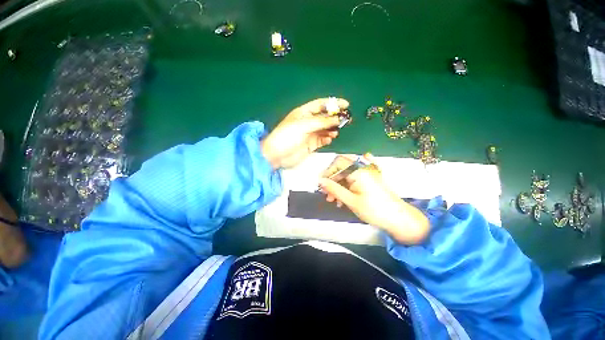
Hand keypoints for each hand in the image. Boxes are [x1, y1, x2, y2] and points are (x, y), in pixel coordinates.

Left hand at [261, 98, 348, 168]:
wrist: (277, 155)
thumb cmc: (287, 136)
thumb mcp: (304, 125)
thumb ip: (321, 122)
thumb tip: (338, 118)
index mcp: (304, 113)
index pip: (321, 104)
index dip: (333, 103)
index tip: (346, 105)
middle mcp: (308, 122)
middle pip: (325, 117)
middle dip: (335, 117)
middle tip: (347, 120)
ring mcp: (310, 134)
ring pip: (325, 129)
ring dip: (332, 129)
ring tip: (337, 131)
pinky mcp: (311, 144)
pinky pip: (322, 139)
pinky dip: (327, 138)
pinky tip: (330, 139)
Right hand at [318, 155, 429, 244]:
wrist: (399, 219)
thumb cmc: (375, 210)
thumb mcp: (351, 200)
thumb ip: (334, 189)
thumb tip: (320, 181)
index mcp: (358, 171)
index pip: (338, 163)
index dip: (327, 172)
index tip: (321, 185)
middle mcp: (363, 168)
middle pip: (341, 168)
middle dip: (332, 181)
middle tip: (327, 195)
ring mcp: (367, 174)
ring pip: (346, 175)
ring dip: (338, 186)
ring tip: (334, 201)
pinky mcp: (369, 180)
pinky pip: (353, 179)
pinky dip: (346, 187)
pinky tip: (343, 198)